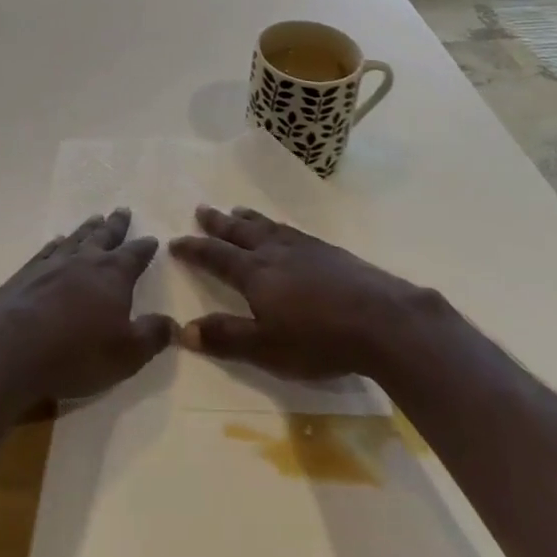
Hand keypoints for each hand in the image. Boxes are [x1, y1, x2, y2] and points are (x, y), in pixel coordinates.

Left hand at [0, 209, 174, 410]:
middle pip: (104, 236)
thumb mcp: (126, 354)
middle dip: (116, 225)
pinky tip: (56, 242)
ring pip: (75, 239)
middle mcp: (84, 261)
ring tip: (94, 218)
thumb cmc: (75, 354)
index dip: (144, 247)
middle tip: (122, 210)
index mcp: (112, 275)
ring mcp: (52, 264)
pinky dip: (55, 244)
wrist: (9, 351)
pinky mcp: (25, 275)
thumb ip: (152, 336)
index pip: (134, 255)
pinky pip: (46, 251)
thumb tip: (173, 323)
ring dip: (87, 229)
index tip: (152, 239)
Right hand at [170, 205, 437, 382]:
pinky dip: (275, 225)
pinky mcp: (327, 250)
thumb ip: (227, 337)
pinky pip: (290, 229)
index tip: (176, 241)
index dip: (195, 249)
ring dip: (247, 218)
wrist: (380, 318)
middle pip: (240, 232)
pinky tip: (281, 230)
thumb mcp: (266, 348)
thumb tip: (184, 329)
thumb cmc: (319, 339)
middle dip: (218, 223)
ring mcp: (303, 247)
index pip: (217, 256)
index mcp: (255, 273)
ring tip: (236, 210)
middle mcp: (274, 251)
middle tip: (201, 209)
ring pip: (266, 226)